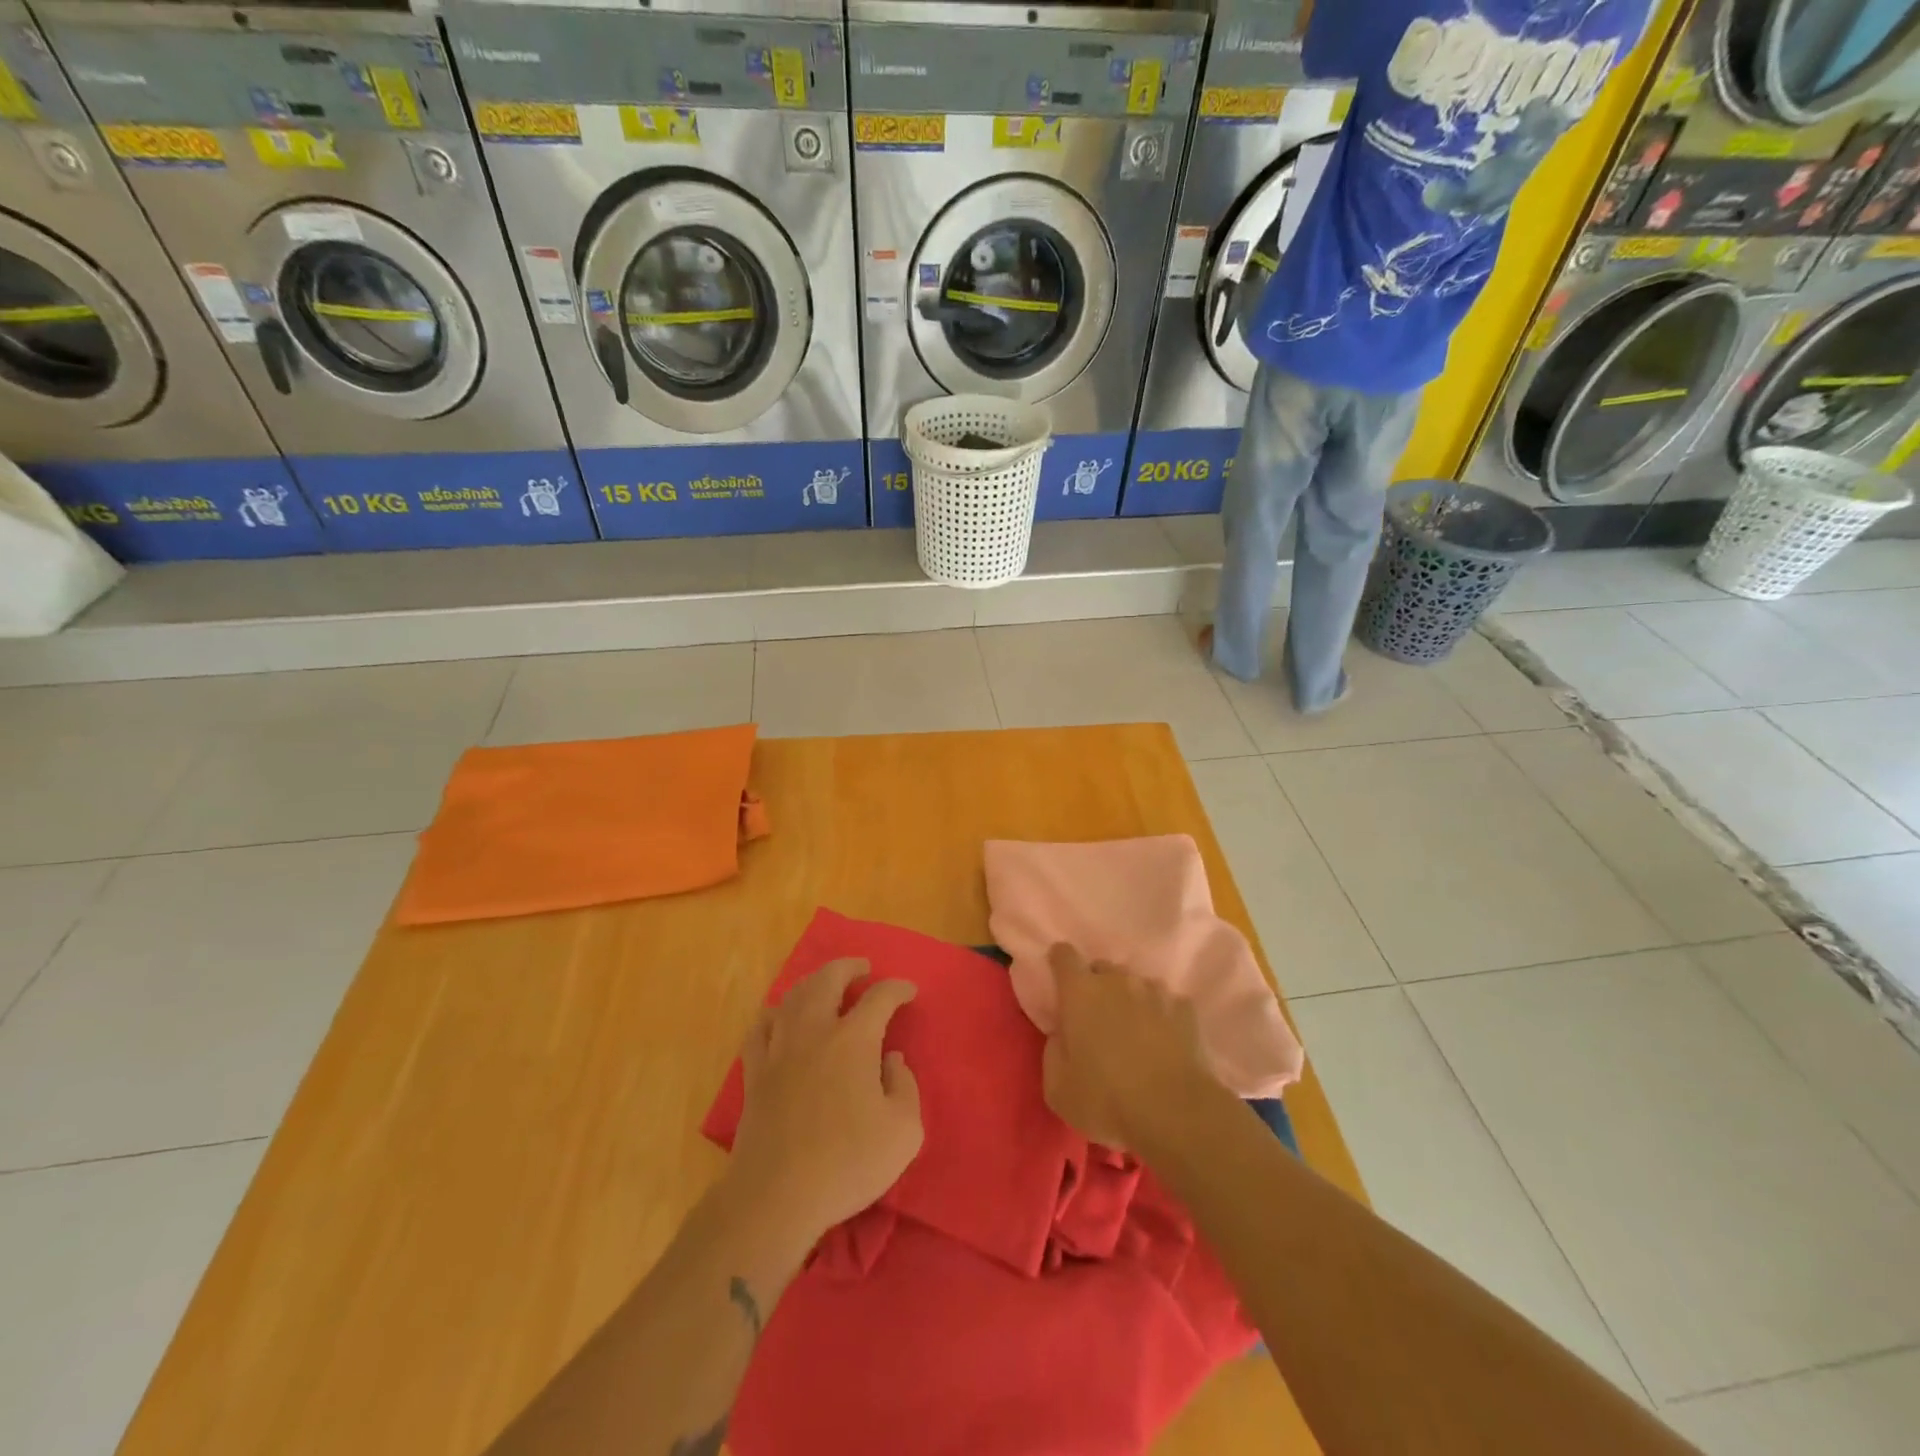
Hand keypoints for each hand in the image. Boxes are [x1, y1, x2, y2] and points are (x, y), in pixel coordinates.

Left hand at [727, 959, 922, 1242]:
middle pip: (828, 979)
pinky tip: (779, 1016)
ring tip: (825, 984)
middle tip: (862, 968)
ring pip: (793, 996)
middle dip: (849, 967)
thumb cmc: (847, 1164)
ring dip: (813, 982)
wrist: (776, 1196)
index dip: (897, 989)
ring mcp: (780, 1049)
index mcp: (854, 1040)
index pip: (880, 997)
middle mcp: (815, 1032)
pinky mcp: (755, 1073)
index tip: (909, 992)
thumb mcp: (903, 1132)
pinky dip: (773, 1014)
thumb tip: (891, 1060)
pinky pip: (760, 1028)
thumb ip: (905, 1087)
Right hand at [1042, 942, 1214, 1152]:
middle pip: (1102, 968)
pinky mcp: (1185, 1008)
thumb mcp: (1058, 1089)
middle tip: (1097, 1020)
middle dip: (1096, 986)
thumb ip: (1053, 1052)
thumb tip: (1062, 1036)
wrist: (1174, 1113)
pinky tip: (1164, 1042)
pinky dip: (1161, 1016)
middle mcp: (1117, 980)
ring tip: (1134, 1032)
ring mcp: (1154, 991)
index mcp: (1080, 992)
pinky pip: (1166, 1003)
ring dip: (1130, 1000)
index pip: (1064, 955)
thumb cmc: (1106, 1100)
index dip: (1059, 963)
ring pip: (1135, 984)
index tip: (1060, 982)